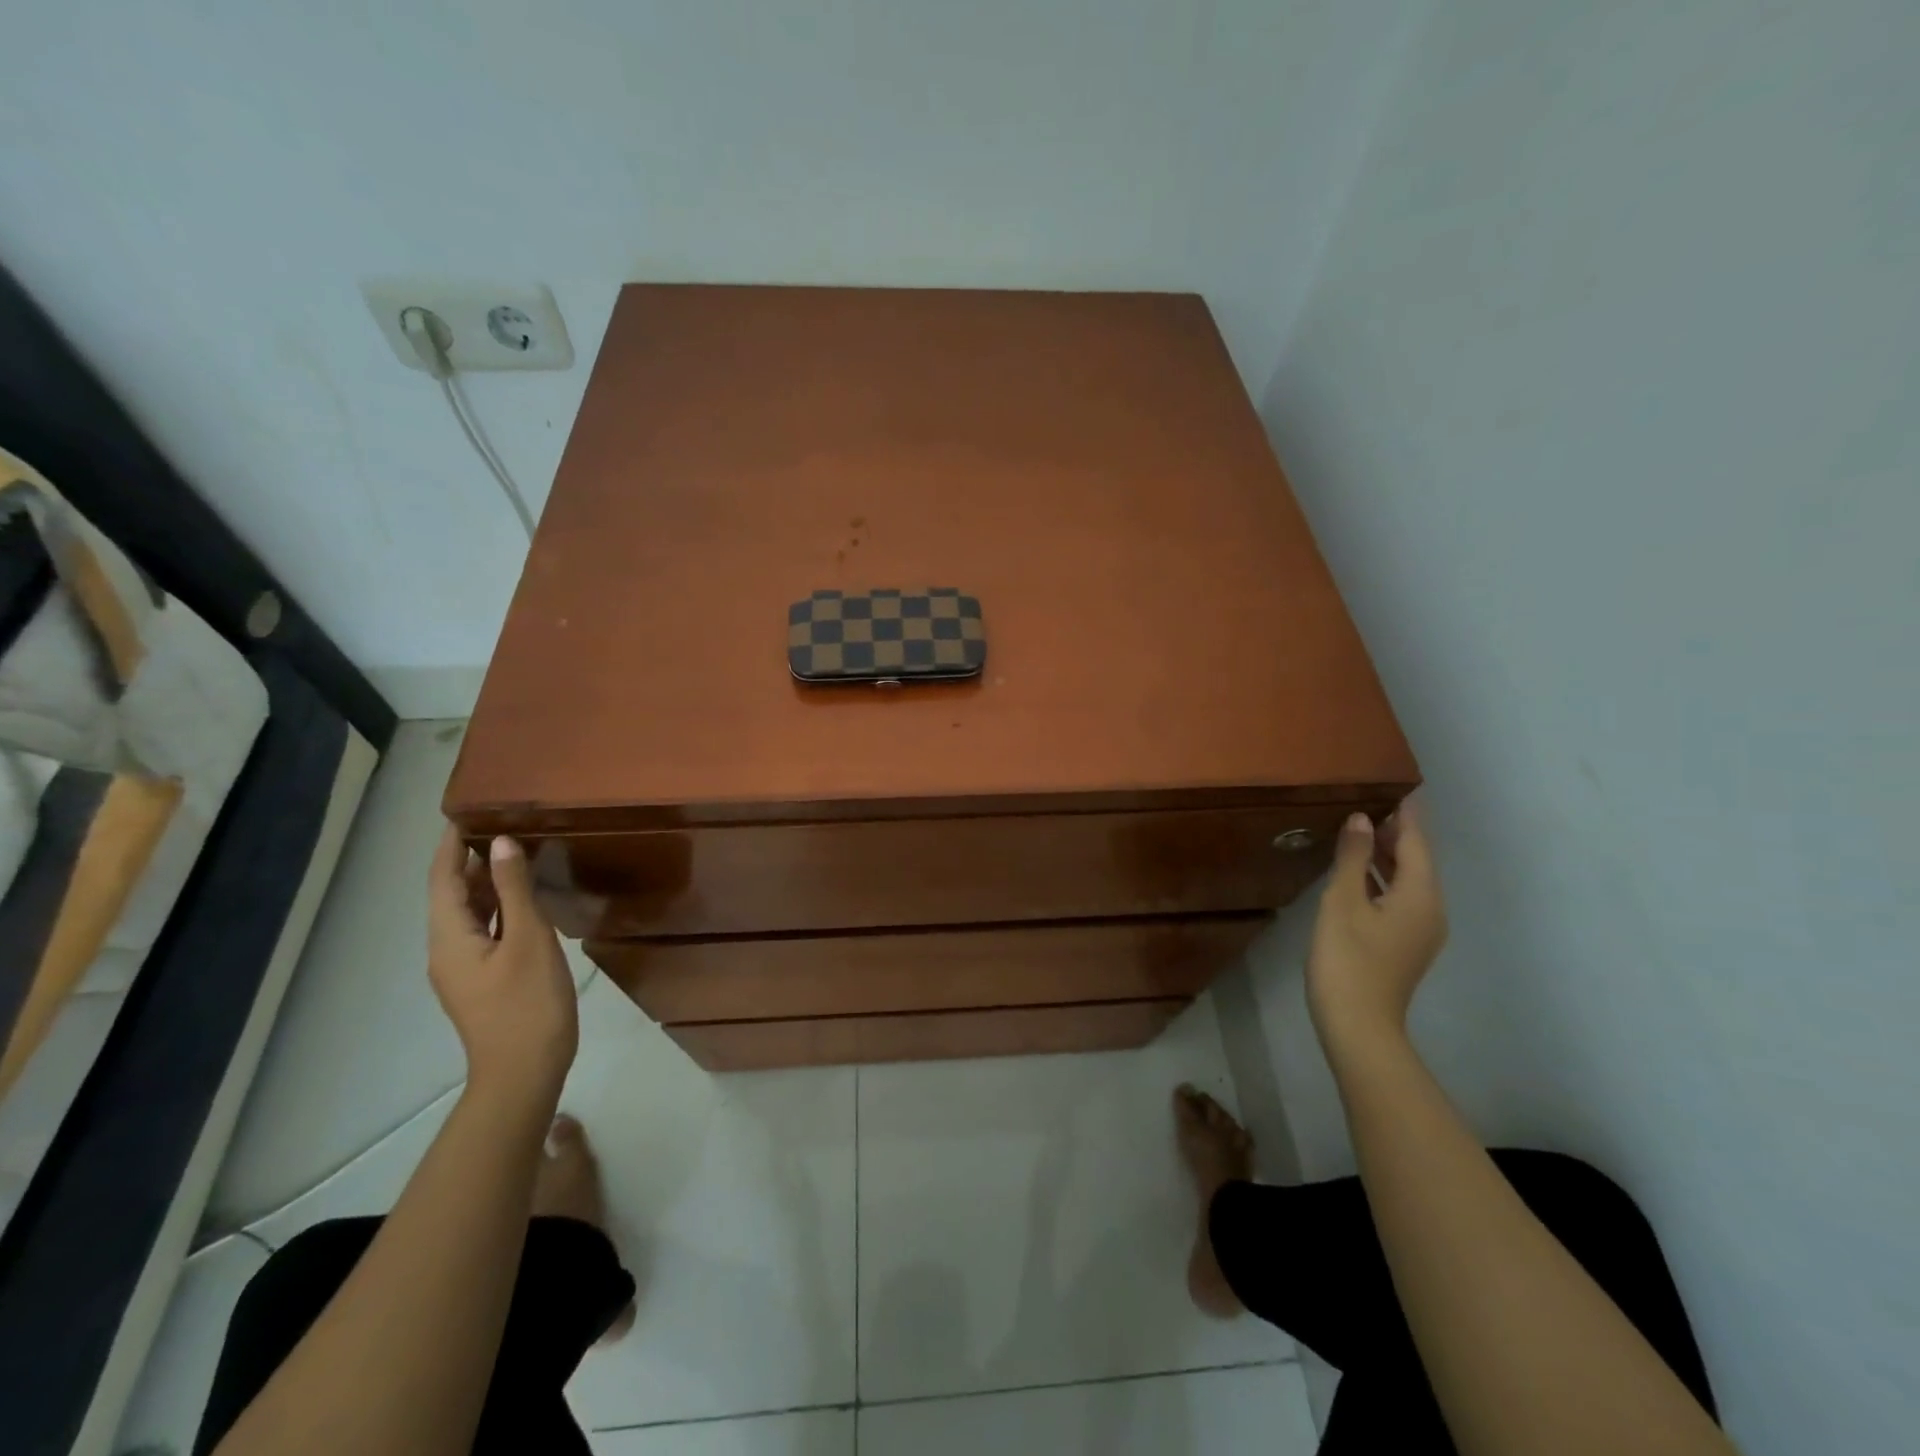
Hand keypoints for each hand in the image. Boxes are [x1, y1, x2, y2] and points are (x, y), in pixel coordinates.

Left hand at [428, 825, 578, 1110]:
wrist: (525, 1072)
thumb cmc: (527, 1003)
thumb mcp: (529, 940)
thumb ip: (515, 890)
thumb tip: (501, 844)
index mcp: (449, 939)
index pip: (442, 880)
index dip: (450, 847)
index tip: (464, 813)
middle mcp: (446, 951)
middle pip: (450, 897)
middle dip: (468, 861)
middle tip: (499, 825)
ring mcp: (464, 969)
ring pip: (467, 915)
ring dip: (484, 884)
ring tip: (512, 853)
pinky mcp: (483, 980)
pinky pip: (483, 931)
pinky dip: (497, 908)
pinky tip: (521, 900)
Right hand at [1306, 798, 1447, 1064]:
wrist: (1359, 1026)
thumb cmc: (1347, 959)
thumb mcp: (1343, 902)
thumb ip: (1353, 858)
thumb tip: (1361, 819)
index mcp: (1421, 895)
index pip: (1416, 842)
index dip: (1406, 814)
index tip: (1397, 786)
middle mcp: (1430, 909)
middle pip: (1416, 861)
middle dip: (1396, 832)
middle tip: (1370, 801)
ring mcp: (1420, 930)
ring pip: (1408, 880)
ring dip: (1387, 855)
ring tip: (1360, 829)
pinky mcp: (1405, 944)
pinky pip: (1399, 897)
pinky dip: (1382, 878)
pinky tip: (1358, 872)